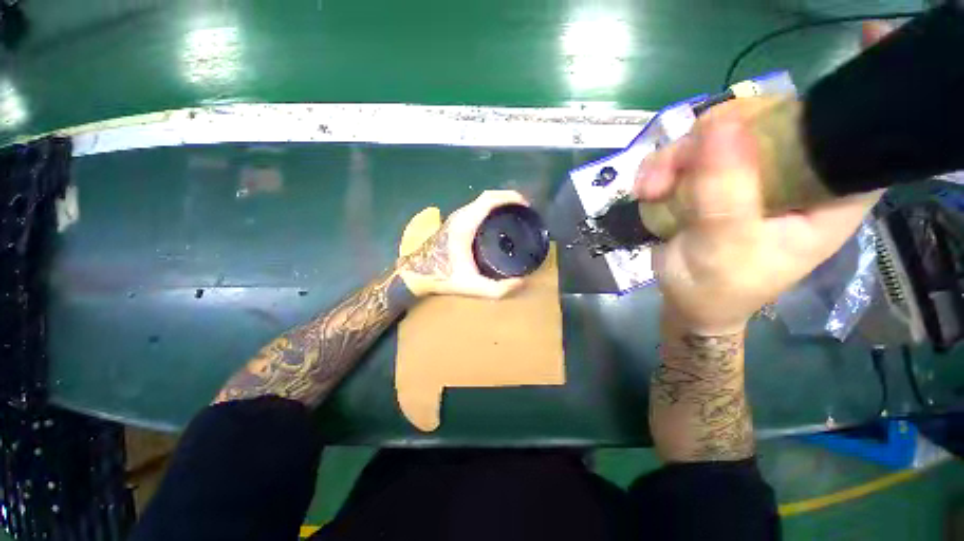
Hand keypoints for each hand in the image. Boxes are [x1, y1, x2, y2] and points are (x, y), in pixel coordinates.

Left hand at [398, 190, 528, 298]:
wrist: (415, 274)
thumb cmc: (441, 277)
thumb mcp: (471, 286)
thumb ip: (497, 289)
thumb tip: (522, 283)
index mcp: (465, 224)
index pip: (489, 199)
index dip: (509, 197)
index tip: (526, 206)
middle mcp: (461, 216)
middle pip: (487, 197)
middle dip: (508, 200)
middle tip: (524, 213)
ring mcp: (456, 218)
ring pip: (481, 202)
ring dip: (499, 204)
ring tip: (515, 216)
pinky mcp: (454, 223)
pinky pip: (476, 208)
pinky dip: (490, 210)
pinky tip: (498, 223)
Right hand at [634, 103, 879, 333]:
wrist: (684, 300)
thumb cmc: (717, 288)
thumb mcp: (723, 249)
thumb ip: (726, 194)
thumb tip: (720, 126)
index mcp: (826, 198)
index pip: (862, 139)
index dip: (863, 92)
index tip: (868, 36)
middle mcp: (793, 177)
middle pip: (769, 121)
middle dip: (720, 132)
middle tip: (678, 163)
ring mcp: (749, 174)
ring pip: (717, 135)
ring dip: (675, 157)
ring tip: (650, 189)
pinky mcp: (712, 179)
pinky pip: (686, 155)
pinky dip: (661, 168)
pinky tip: (647, 190)